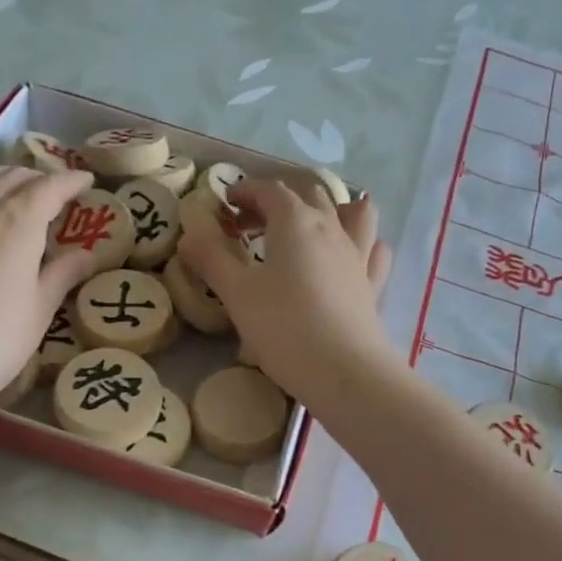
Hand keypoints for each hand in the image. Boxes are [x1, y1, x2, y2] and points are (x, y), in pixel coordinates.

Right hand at [178, 176, 394, 405]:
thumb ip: (211, 259)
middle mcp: (330, 228)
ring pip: (351, 213)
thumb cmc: (283, 327)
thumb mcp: (237, 293)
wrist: (343, 370)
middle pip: (308, 196)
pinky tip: (348, 255)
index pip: (270, 190)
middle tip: (251, 226)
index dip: (246, 191)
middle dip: (277, 201)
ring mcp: (357, 255)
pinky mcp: (372, 283)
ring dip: (330, 210)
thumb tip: (189, 235)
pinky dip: (360, 242)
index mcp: (295, 221)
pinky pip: (372, 249)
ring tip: (310, 227)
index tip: (226, 204)